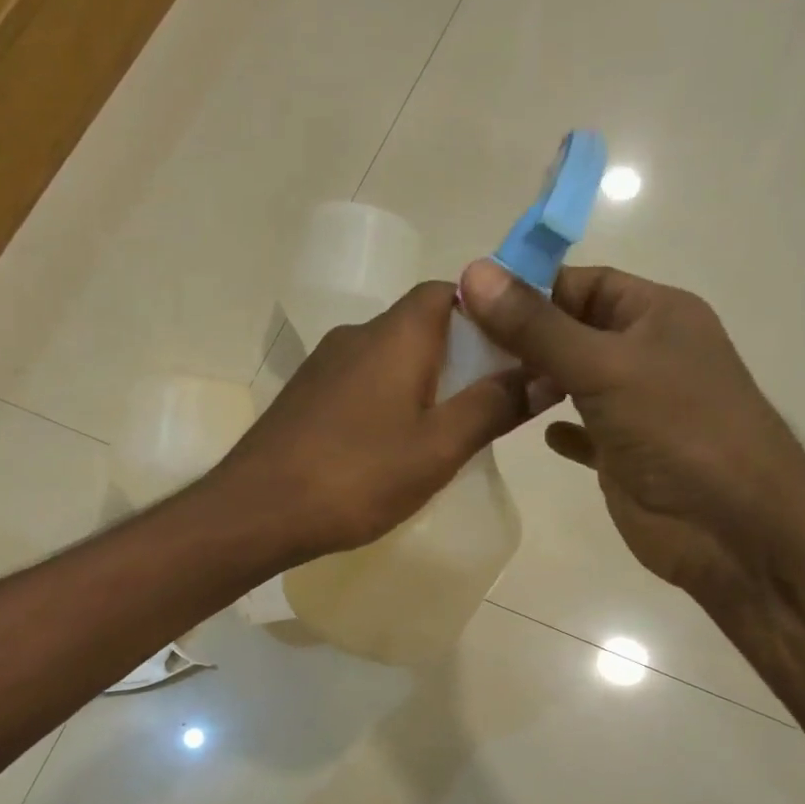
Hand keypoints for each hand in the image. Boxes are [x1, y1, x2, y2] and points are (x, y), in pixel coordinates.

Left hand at [213, 281, 546, 559]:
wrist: (257, 512)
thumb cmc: (357, 477)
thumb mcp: (439, 448)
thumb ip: (494, 406)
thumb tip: (547, 372)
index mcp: (397, 334)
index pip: (451, 292)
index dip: (487, 315)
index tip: (513, 354)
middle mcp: (357, 335)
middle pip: (422, 326)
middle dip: (461, 358)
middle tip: (487, 406)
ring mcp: (323, 365)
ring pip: (390, 359)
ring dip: (423, 384)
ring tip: (444, 435)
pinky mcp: (304, 397)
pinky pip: (361, 385)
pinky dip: (388, 403)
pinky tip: (391, 450)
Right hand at [457, 259, 804, 592]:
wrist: (731, 526)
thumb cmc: (676, 428)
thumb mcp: (603, 366)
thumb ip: (536, 326)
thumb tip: (474, 273)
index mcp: (655, 314)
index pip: (583, 283)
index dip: (529, 287)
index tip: (469, 301)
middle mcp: (646, 353)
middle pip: (573, 331)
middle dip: (522, 336)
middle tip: (461, 347)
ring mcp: (636, 407)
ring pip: (573, 381)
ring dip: (534, 382)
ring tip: (480, 384)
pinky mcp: (624, 454)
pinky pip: (583, 432)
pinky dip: (560, 429)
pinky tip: (533, 430)